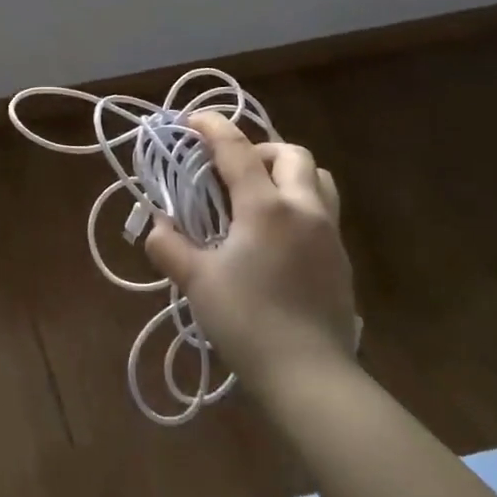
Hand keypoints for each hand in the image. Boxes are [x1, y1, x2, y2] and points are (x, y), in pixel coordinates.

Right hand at [143, 112, 354, 380]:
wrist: (309, 376)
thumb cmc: (247, 322)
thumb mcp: (196, 281)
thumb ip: (169, 245)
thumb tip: (156, 225)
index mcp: (266, 207)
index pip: (237, 149)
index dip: (212, 128)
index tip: (191, 120)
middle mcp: (304, 209)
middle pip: (290, 154)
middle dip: (258, 149)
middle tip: (229, 169)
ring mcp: (329, 233)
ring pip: (317, 178)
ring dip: (286, 172)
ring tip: (257, 194)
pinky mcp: (340, 258)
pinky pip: (322, 210)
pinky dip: (297, 203)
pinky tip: (274, 235)